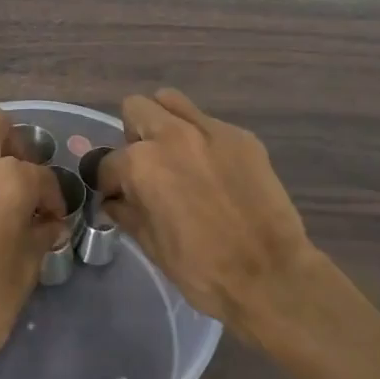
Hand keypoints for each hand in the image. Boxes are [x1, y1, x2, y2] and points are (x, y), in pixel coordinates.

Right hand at [97, 90, 319, 341]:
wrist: (271, 277)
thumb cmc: (203, 270)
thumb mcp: (152, 246)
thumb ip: (127, 212)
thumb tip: (114, 200)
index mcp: (142, 164)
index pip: (108, 162)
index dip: (109, 182)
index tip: (117, 196)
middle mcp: (171, 135)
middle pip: (136, 108)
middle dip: (133, 137)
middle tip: (146, 168)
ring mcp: (209, 129)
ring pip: (171, 101)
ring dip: (165, 123)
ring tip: (176, 156)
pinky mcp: (241, 136)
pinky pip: (208, 123)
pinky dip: (202, 140)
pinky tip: (214, 172)